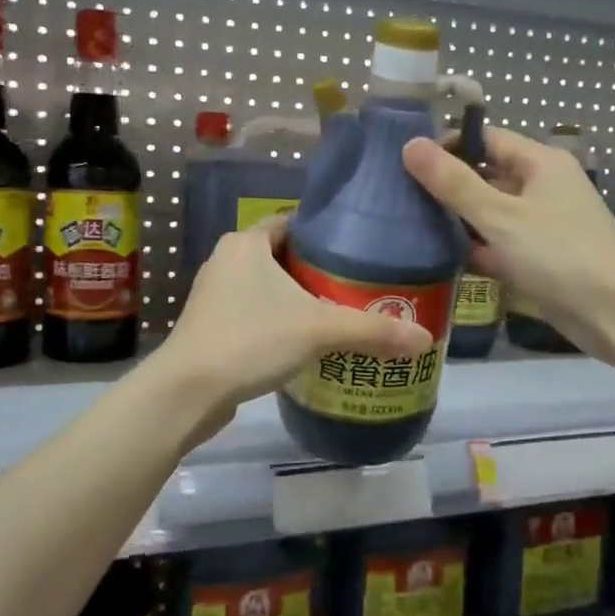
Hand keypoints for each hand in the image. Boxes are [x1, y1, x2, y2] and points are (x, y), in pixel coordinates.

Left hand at [151, 216, 431, 416]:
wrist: (188, 391)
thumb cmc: (250, 340)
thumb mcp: (318, 330)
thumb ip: (372, 331)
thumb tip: (426, 338)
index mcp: (246, 243)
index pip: (293, 224)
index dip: (326, 234)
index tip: (360, 250)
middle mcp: (226, 261)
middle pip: (282, 257)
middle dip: (317, 271)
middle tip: (359, 287)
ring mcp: (214, 295)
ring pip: (266, 288)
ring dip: (297, 300)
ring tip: (339, 314)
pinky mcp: (210, 327)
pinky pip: (253, 313)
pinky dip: (278, 322)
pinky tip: (304, 343)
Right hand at [402, 127, 614, 354]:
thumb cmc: (559, 255)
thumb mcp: (500, 216)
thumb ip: (454, 183)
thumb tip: (410, 144)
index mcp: (541, 163)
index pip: (487, 139)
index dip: (448, 146)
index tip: (406, 163)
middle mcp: (543, 187)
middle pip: (487, 176)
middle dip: (447, 186)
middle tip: (399, 198)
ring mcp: (543, 225)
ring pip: (490, 214)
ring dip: (457, 221)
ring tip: (409, 227)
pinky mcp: (540, 259)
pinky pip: (499, 245)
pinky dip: (474, 250)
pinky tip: (438, 259)